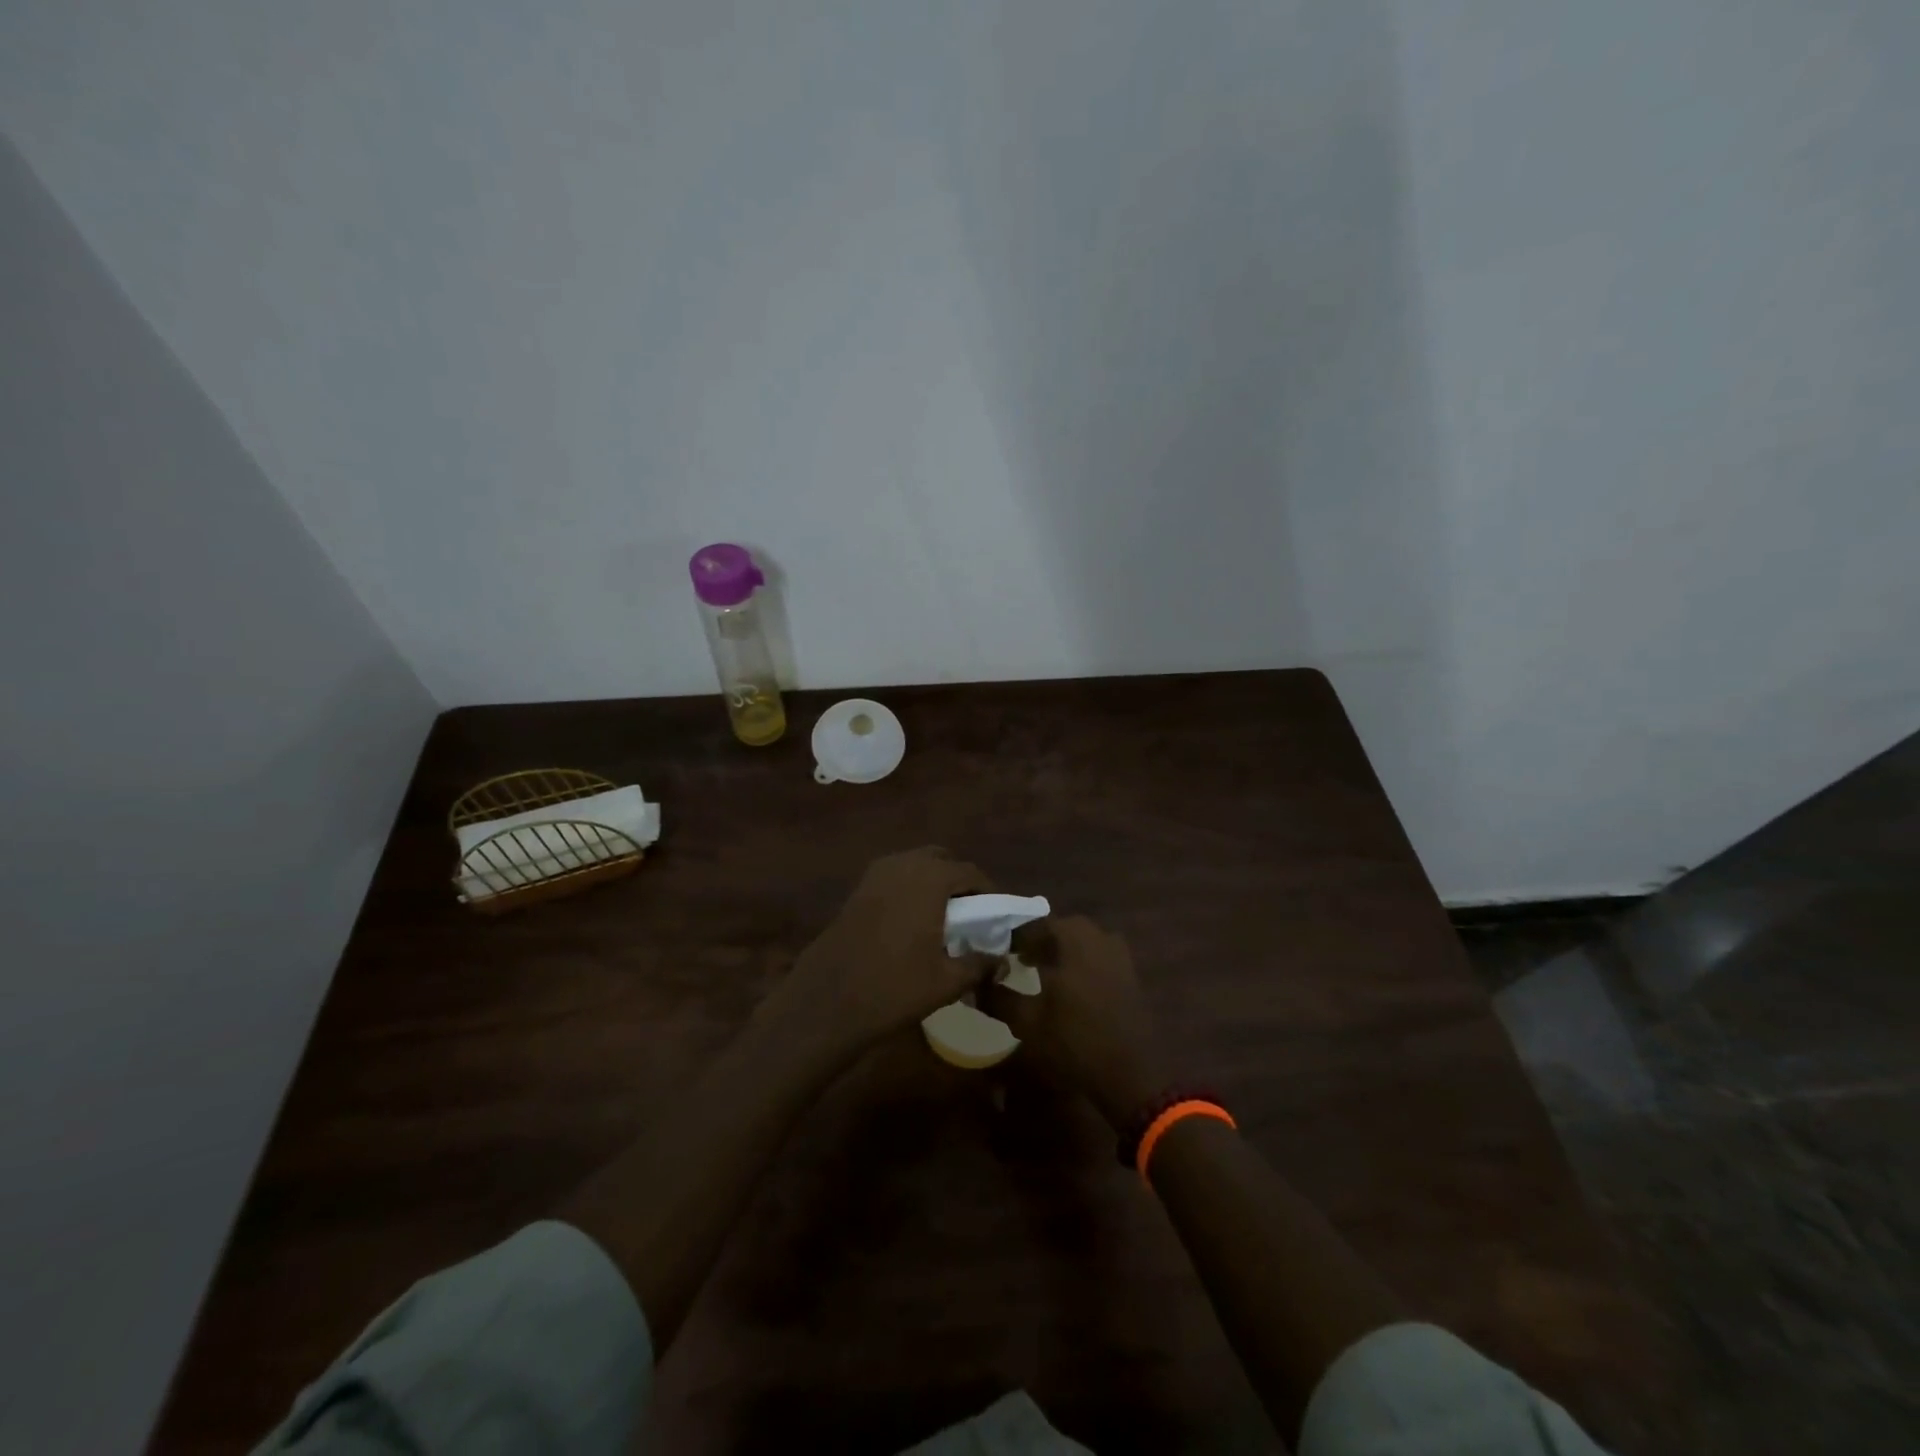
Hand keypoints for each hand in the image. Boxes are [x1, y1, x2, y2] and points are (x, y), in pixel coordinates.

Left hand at [766, 847, 992, 1063]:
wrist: (829, 1000)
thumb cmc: (895, 986)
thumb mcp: (947, 981)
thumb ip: (979, 964)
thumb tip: (1001, 961)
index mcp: (930, 878)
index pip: (970, 872)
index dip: (988, 891)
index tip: (997, 915)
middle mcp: (903, 865)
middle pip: (940, 859)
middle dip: (957, 880)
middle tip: (969, 912)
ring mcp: (875, 875)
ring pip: (914, 865)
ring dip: (931, 882)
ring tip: (942, 918)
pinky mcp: (857, 890)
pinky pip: (893, 878)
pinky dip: (909, 890)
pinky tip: (911, 923)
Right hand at [982, 915, 1167, 1127]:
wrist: (1131, 1074)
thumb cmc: (1074, 1042)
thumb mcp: (1027, 1022)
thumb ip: (998, 997)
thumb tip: (977, 982)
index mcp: (1072, 940)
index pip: (1035, 925)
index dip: (1014, 938)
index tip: (998, 951)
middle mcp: (1097, 937)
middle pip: (1060, 929)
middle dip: (1039, 941)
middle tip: (1019, 959)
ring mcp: (1118, 954)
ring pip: (1082, 940)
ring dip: (1061, 950)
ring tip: (1043, 972)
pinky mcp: (1130, 973)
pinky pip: (1098, 955)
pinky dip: (1080, 962)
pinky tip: (1069, 987)